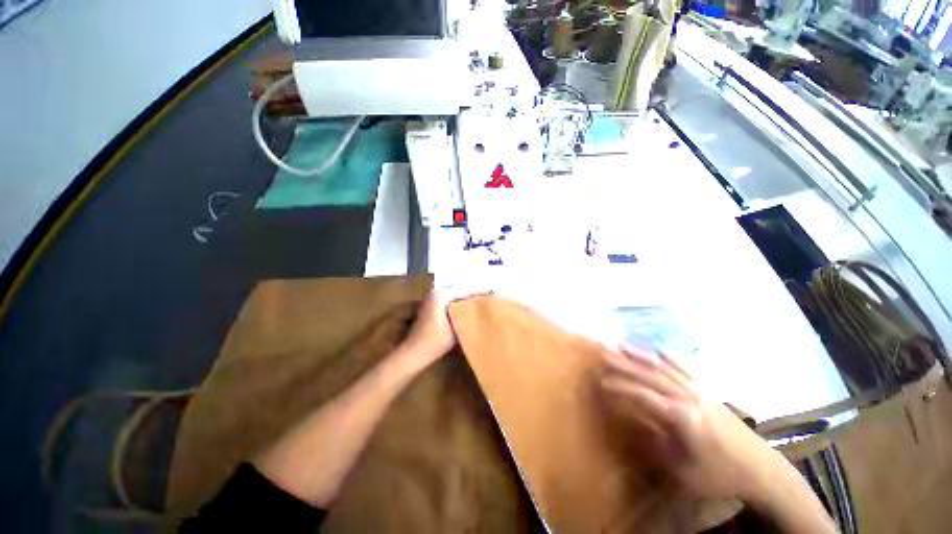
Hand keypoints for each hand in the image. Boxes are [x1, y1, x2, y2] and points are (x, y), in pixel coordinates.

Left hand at [401, 287, 481, 365]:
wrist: (415, 352)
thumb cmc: (436, 341)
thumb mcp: (456, 327)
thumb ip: (469, 313)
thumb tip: (483, 307)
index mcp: (442, 295)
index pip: (465, 289)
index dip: (480, 292)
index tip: (494, 294)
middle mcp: (436, 292)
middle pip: (460, 289)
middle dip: (474, 293)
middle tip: (489, 298)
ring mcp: (433, 298)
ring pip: (456, 293)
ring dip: (467, 297)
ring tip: (482, 302)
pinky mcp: (432, 306)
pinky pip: (450, 299)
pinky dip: (460, 302)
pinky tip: (469, 309)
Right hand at [599, 344, 783, 500]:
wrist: (761, 469)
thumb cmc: (719, 475)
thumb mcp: (683, 472)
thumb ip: (655, 446)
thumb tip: (630, 426)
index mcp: (682, 417)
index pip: (643, 395)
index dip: (621, 386)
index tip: (601, 381)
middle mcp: (688, 397)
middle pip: (650, 374)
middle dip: (624, 362)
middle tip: (603, 350)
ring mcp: (699, 390)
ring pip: (664, 366)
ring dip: (640, 354)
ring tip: (621, 343)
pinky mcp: (707, 390)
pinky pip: (685, 368)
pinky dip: (669, 358)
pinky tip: (658, 350)